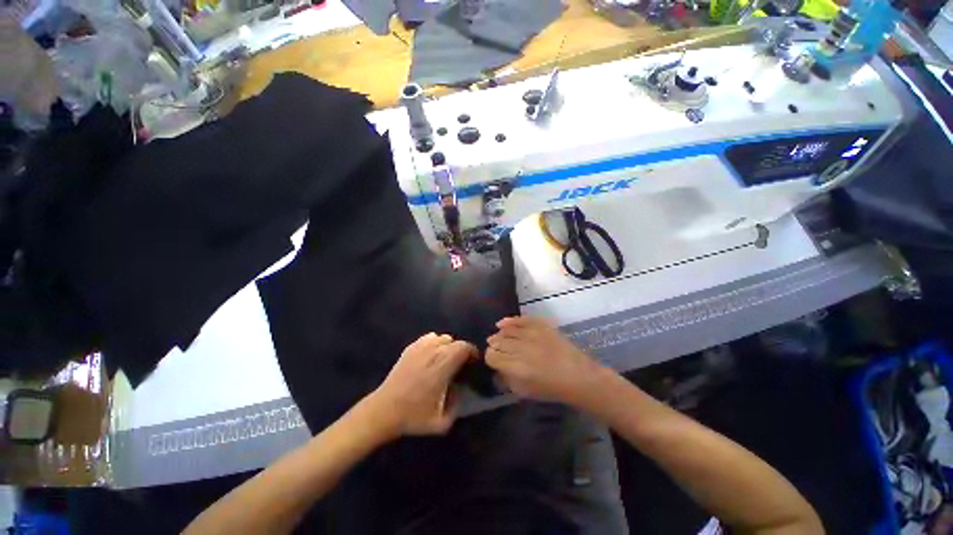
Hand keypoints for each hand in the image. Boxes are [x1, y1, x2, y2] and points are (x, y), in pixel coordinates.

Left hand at [363, 333, 475, 438]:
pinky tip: (432, 356)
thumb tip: (461, 389)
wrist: (384, 410)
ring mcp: (419, 348)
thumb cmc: (413, 417)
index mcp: (442, 368)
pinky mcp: (410, 348)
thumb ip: (458, 406)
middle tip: (460, 364)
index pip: (463, 348)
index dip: (472, 352)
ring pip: (442, 337)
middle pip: (455, 341)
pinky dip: (435, 343)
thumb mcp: (441, 423)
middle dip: (461, 350)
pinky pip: (429, 337)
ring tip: (446, 359)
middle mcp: (432, 353)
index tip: (473, 362)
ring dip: (448, 346)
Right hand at [486, 317, 609, 406]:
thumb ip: (506, 379)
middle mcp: (521, 348)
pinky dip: (509, 321)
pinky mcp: (540, 325)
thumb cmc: (551, 389)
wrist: (578, 376)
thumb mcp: (524, 392)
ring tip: (500, 339)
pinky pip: (519, 319)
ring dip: (500, 335)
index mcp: (516, 368)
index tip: (494, 360)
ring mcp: (531, 334)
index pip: (491, 356)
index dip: (490, 358)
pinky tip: (501, 324)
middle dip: (494, 346)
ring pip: (505, 330)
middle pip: (496, 341)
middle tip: (497, 350)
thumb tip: (496, 369)